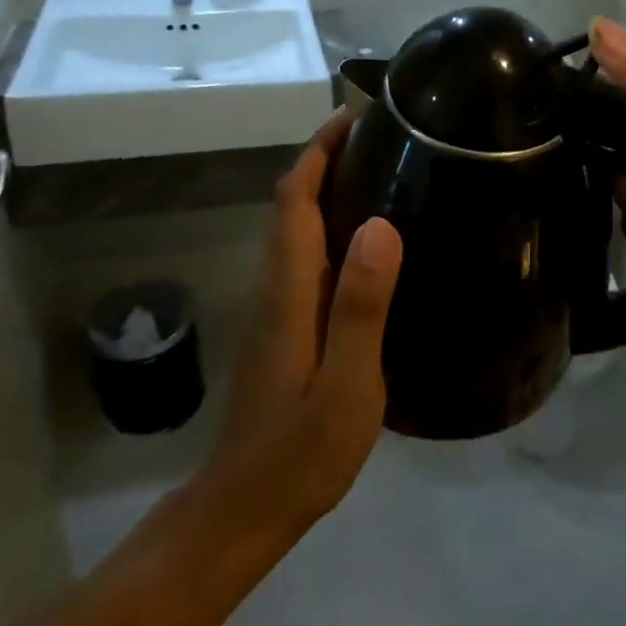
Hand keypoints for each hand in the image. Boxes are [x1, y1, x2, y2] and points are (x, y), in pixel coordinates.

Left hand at [199, 110, 402, 537]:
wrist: (244, 510)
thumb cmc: (299, 452)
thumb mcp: (345, 383)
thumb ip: (360, 305)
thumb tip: (378, 224)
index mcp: (289, 290)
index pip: (294, 199)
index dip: (319, 151)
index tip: (353, 116)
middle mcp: (276, 286)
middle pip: (291, 204)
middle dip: (325, 159)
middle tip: (381, 135)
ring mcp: (276, 308)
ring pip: (295, 228)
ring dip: (326, 188)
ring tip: (382, 171)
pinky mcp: (284, 327)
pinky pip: (306, 255)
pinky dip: (329, 225)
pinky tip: (367, 240)